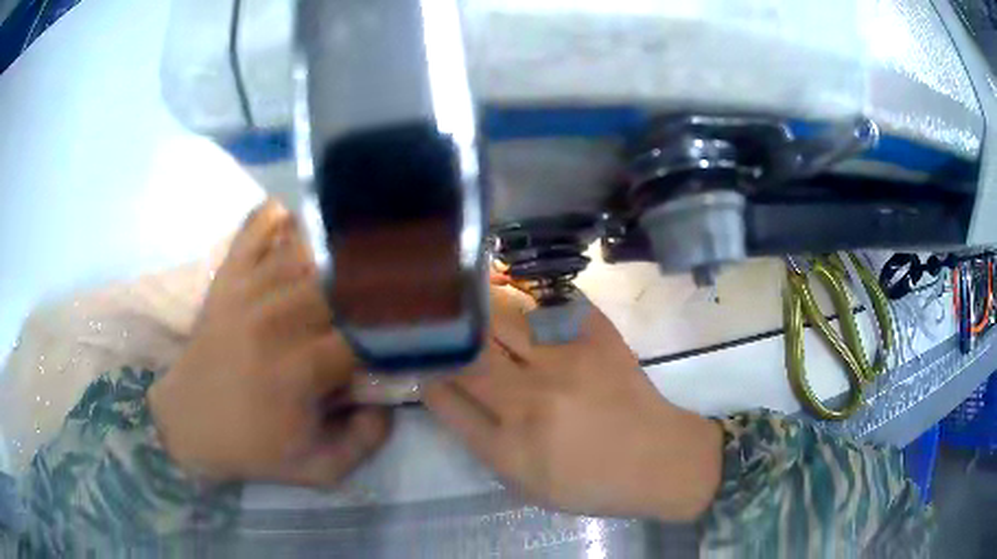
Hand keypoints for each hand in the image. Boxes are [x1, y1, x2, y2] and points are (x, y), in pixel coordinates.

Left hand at [149, 201, 390, 485]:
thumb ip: (366, 441)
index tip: (412, 331)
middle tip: (399, 283)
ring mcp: (246, 293)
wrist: (188, 423)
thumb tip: (390, 397)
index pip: (364, 336)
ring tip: (366, 246)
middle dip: (374, 284)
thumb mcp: (319, 469)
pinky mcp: (227, 279)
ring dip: (339, 249)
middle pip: (340, 285)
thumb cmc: (253, 447)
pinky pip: (254, 231)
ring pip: (305, 253)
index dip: (394, 331)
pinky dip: (276, 216)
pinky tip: (296, 216)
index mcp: (297, 371)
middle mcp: (273, 322)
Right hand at [424, 287, 722, 520]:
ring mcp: (568, 362)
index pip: (446, 396)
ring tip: (464, 293)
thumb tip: (443, 392)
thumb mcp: (524, 482)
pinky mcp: (598, 338)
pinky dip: (529, 294)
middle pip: (469, 351)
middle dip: (445, 332)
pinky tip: (516, 289)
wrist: (657, 460)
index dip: (426, 371)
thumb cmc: (588, 482)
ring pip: (503, 318)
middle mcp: (533, 398)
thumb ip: (480, 439)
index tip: (420, 358)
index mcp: (511, 444)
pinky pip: (553, 302)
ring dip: (477, 306)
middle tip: (434, 318)